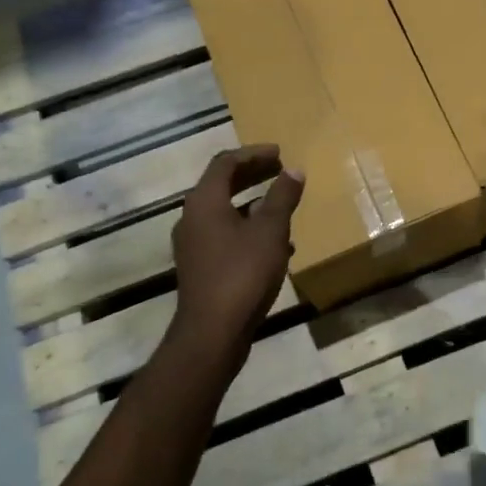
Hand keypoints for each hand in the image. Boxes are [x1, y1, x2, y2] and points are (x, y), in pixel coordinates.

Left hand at [171, 145, 303, 346]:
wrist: (213, 332)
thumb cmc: (242, 273)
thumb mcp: (270, 231)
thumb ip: (282, 197)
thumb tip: (293, 170)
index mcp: (205, 202)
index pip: (226, 163)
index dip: (253, 154)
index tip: (280, 153)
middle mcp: (192, 218)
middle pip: (222, 186)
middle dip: (252, 176)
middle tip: (280, 171)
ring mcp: (193, 245)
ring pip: (225, 213)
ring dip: (252, 204)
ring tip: (282, 205)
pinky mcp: (200, 267)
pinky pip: (225, 236)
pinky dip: (248, 230)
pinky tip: (275, 246)